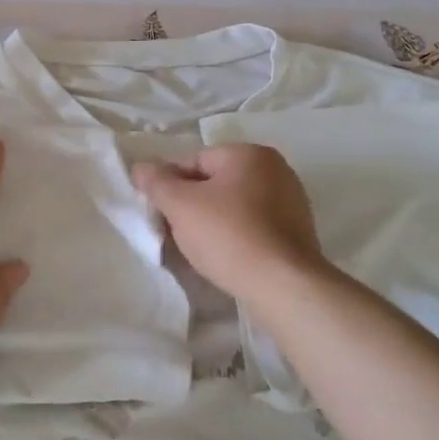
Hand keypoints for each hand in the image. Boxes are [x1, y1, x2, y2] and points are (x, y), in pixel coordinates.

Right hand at [131, 143, 331, 303]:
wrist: (284, 286)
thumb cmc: (229, 235)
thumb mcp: (180, 205)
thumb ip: (156, 182)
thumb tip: (141, 167)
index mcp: (249, 153)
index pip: (194, 161)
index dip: (171, 186)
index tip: (161, 213)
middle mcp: (275, 169)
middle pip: (215, 183)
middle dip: (192, 205)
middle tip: (177, 232)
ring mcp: (291, 201)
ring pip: (234, 206)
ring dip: (213, 222)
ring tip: (200, 250)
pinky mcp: (297, 232)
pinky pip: (254, 226)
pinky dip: (237, 237)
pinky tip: (227, 258)